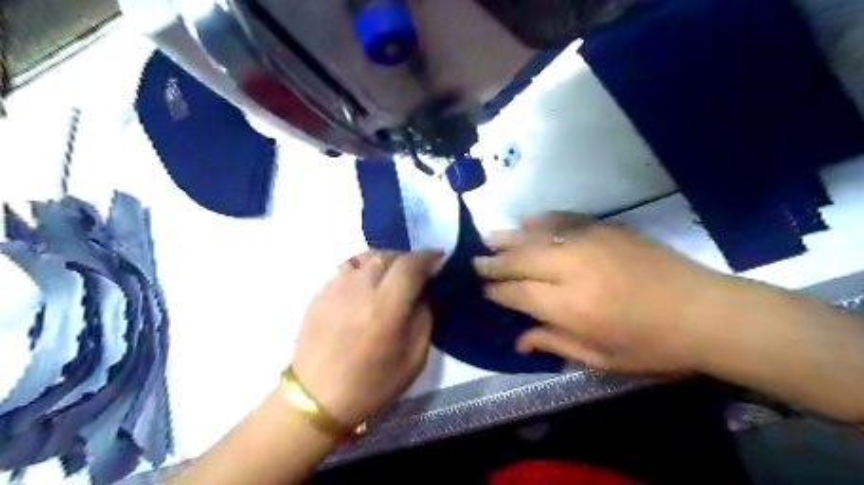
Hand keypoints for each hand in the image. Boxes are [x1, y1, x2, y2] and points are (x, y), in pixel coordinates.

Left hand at [294, 252, 440, 425]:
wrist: (317, 397)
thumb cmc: (372, 383)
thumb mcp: (414, 359)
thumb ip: (424, 318)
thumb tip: (424, 291)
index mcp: (385, 307)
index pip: (411, 265)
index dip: (428, 257)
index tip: (440, 258)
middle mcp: (360, 288)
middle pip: (390, 256)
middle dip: (409, 258)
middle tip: (418, 271)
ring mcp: (337, 286)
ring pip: (368, 256)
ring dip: (387, 260)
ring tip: (394, 275)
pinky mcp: (322, 290)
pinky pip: (350, 267)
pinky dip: (366, 267)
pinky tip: (369, 284)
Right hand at [475, 212, 730, 375]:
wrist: (707, 313)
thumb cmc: (653, 346)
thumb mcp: (601, 359)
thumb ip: (555, 344)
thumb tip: (519, 340)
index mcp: (570, 306)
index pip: (518, 293)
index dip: (498, 291)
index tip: (483, 289)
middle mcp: (573, 269)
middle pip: (521, 260)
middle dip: (495, 261)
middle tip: (475, 260)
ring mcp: (590, 244)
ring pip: (538, 236)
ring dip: (510, 237)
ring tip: (488, 237)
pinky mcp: (607, 230)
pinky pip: (566, 220)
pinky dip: (544, 220)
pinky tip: (528, 220)